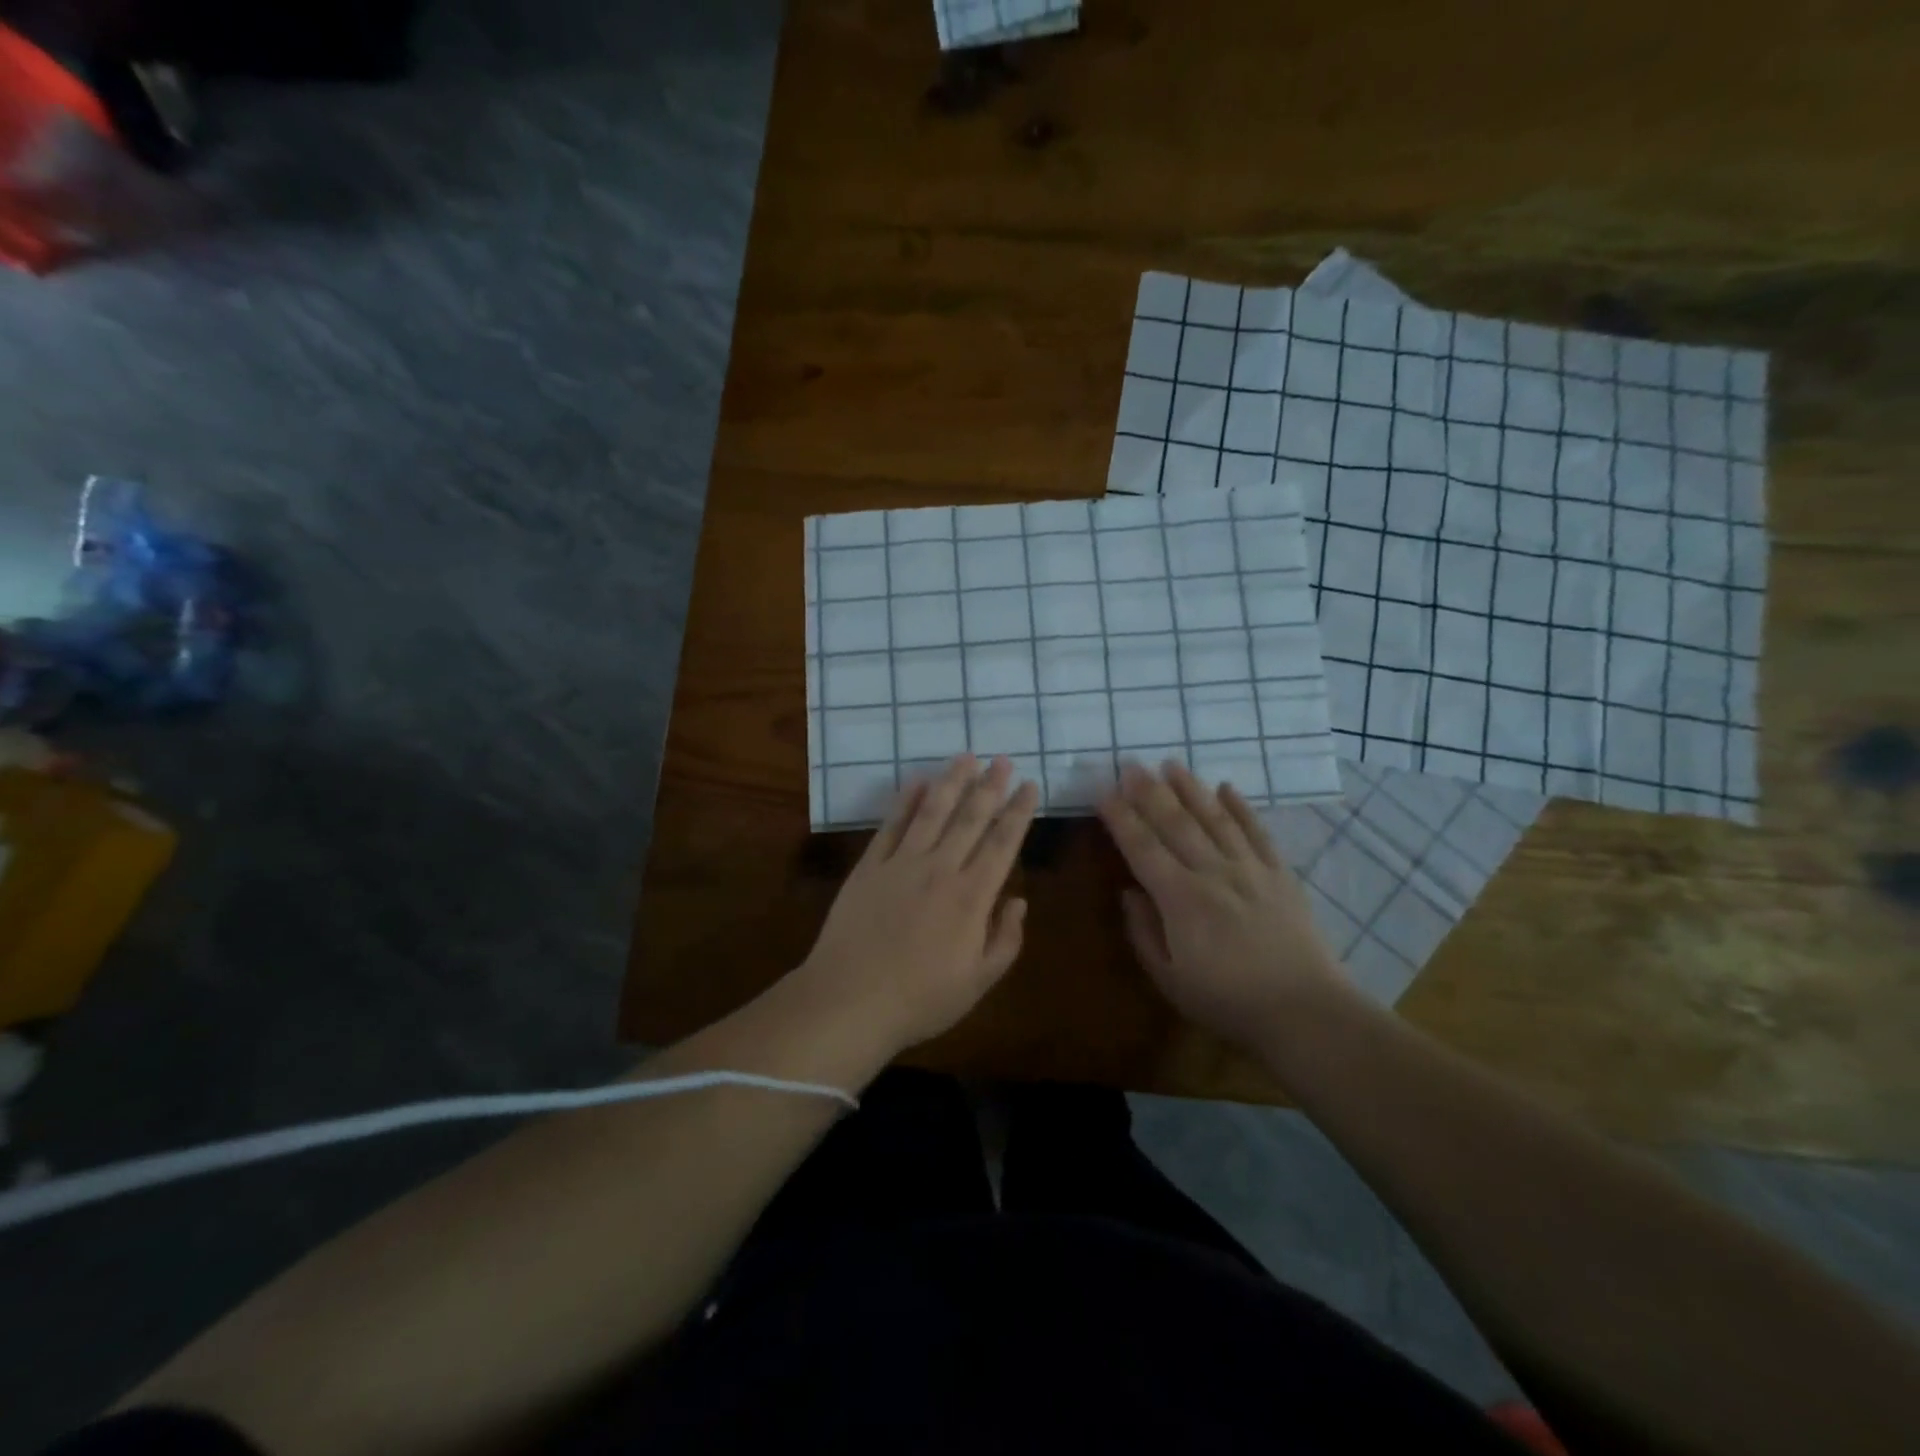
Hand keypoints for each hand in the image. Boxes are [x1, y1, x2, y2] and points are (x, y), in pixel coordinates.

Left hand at [794, 755, 1037, 1055]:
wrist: (849, 1001)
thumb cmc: (920, 1000)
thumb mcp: (978, 983)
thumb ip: (1005, 940)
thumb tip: (1018, 900)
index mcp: (972, 897)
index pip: (1002, 843)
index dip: (1018, 812)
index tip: (1029, 786)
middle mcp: (940, 870)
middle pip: (970, 819)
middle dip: (990, 787)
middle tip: (1002, 760)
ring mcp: (901, 864)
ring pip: (932, 812)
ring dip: (951, 782)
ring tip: (966, 757)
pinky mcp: (869, 867)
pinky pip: (891, 826)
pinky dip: (906, 801)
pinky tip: (918, 782)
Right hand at [1097, 760, 1349, 1046]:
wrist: (1305, 1012)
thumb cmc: (1228, 1001)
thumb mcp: (1169, 979)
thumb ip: (1144, 932)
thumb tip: (1129, 892)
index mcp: (1180, 899)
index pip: (1142, 847)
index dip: (1120, 818)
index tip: (1103, 792)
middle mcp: (1213, 872)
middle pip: (1175, 823)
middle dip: (1149, 791)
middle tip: (1130, 763)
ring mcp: (1250, 869)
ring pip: (1215, 818)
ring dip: (1191, 788)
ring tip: (1171, 763)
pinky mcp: (1280, 875)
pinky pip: (1258, 832)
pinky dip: (1242, 807)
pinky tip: (1227, 788)